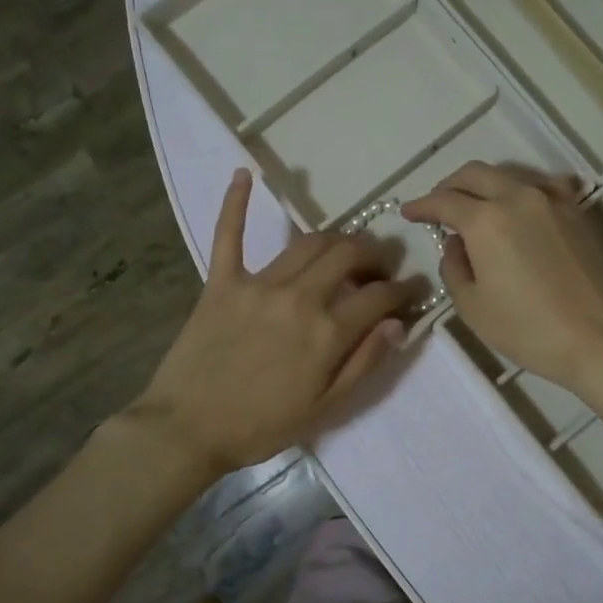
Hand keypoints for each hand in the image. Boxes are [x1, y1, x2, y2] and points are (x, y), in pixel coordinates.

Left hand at [133, 170, 421, 474]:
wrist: (188, 430)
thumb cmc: (262, 426)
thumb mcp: (326, 408)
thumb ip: (365, 363)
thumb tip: (398, 325)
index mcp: (327, 332)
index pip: (379, 296)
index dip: (403, 289)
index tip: (413, 289)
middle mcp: (298, 297)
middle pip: (347, 255)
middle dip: (374, 254)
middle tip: (380, 265)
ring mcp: (258, 284)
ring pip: (307, 242)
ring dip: (335, 238)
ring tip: (345, 248)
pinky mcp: (221, 282)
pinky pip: (228, 234)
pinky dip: (235, 202)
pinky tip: (245, 173)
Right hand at [401, 162, 602, 393]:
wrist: (596, 338)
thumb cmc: (526, 329)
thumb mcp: (472, 306)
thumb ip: (454, 267)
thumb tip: (456, 244)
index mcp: (486, 220)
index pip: (444, 201)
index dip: (421, 206)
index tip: (409, 213)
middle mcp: (518, 197)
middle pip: (475, 174)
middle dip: (449, 186)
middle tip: (437, 206)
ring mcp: (552, 200)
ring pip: (508, 176)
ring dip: (484, 186)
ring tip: (474, 208)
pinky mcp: (576, 212)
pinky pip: (542, 186)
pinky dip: (520, 191)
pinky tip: (518, 208)